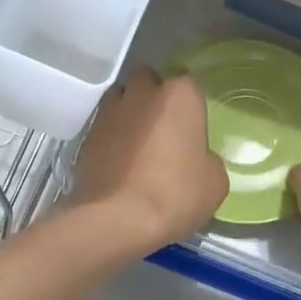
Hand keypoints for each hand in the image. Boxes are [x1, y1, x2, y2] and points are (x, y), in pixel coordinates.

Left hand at [68, 67, 228, 250]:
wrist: (115, 219)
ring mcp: (109, 112)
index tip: (191, 124)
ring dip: (129, 112)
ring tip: (139, 143)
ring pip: (121, 98)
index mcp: (179, 96)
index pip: (187, 81)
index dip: (189, 102)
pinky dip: (112, 137)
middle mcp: (141, 93)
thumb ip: (207, 159)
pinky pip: (104, 126)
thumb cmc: (175, 194)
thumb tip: (197, 159)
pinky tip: (120, 162)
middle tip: (164, 127)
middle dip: (154, 95)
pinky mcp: (86, 135)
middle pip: (147, 79)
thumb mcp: (215, 182)